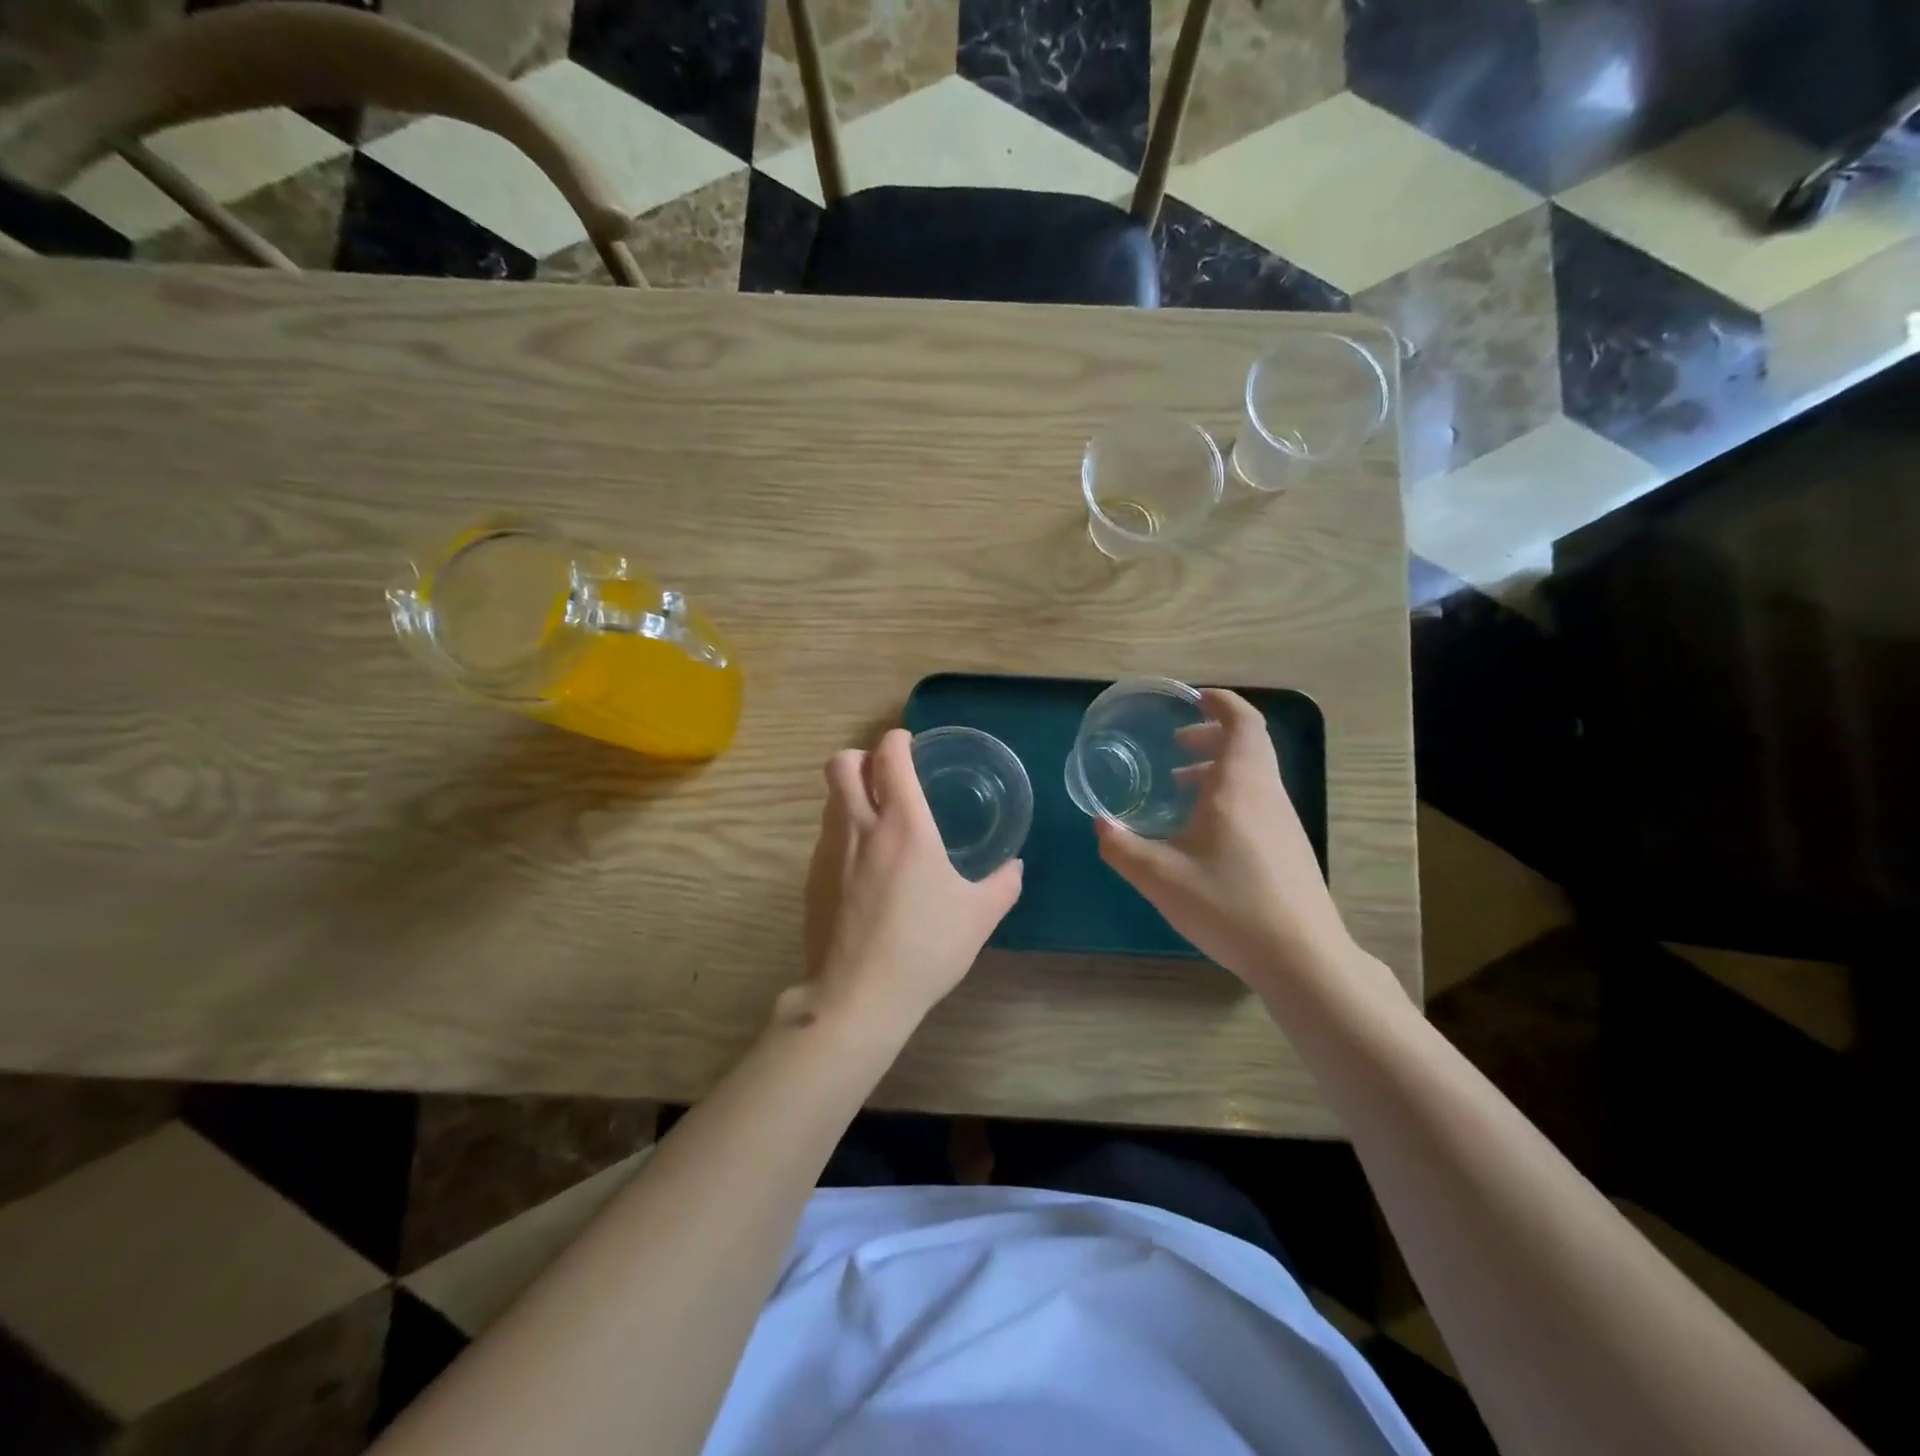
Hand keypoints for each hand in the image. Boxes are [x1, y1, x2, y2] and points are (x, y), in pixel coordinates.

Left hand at [796, 729, 1022, 1041]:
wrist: (858, 995)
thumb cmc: (925, 947)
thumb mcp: (979, 916)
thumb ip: (1003, 884)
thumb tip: (1014, 867)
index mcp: (904, 824)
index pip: (890, 756)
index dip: (898, 740)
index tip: (909, 744)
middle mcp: (860, 826)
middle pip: (843, 763)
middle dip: (863, 757)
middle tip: (886, 776)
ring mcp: (829, 851)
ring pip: (830, 798)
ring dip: (850, 793)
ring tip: (877, 819)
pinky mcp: (812, 879)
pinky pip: (825, 835)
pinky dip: (842, 830)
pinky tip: (863, 865)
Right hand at [1095, 688, 1351, 988]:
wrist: (1301, 958)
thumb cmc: (1229, 905)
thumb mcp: (1160, 877)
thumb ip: (1122, 847)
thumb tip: (1101, 824)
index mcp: (1240, 786)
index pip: (1242, 722)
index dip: (1221, 703)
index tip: (1193, 700)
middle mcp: (1267, 794)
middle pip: (1248, 745)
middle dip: (1212, 735)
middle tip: (1176, 743)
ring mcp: (1284, 822)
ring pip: (1253, 775)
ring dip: (1219, 768)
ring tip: (1181, 785)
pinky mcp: (1289, 848)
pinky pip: (1258, 801)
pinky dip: (1229, 795)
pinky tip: (1203, 832)